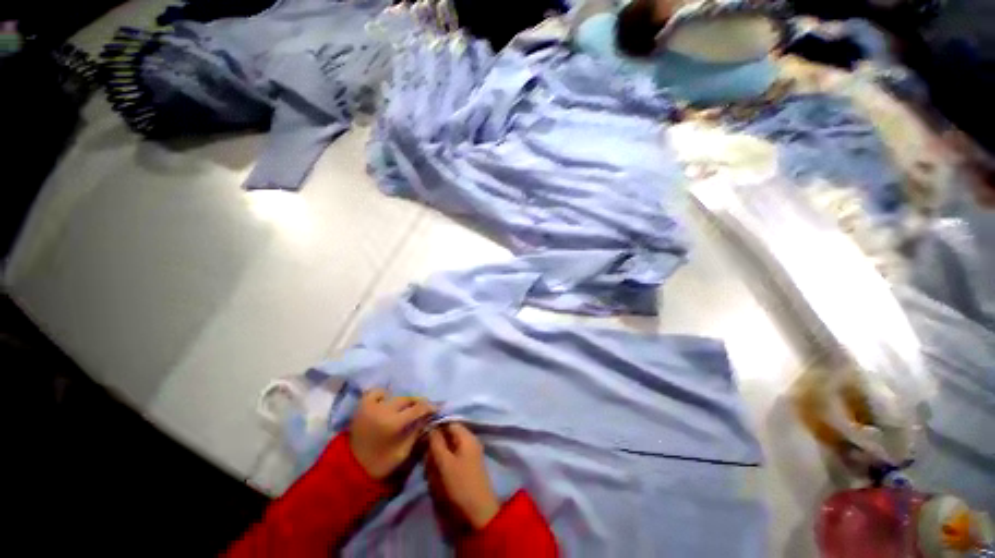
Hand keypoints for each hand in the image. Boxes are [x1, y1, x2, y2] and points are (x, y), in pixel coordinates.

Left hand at [349, 388, 435, 479]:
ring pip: (394, 395)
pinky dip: (384, 395)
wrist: (352, 467)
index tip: (436, 408)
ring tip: (405, 408)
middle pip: (407, 399)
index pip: (418, 408)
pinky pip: (377, 392)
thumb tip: (428, 417)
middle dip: (417, 403)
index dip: (430, 406)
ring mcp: (371, 406)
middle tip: (423, 408)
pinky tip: (387, 404)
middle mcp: (383, 410)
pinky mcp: (362, 405)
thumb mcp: (404, 451)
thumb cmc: (381, 462)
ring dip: (402, 401)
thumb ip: (417, 431)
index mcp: (394, 424)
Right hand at [425, 423, 500, 529]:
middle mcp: (469, 441)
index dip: (435, 425)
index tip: (421, 432)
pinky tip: (436, 475)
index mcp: (467, 436)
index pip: (449, 422)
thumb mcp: (445, 462)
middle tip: (425, 455)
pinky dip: (442, 465)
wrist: (477, 513)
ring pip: (447, 448)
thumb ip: (436, 442)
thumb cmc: (461, 484)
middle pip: (448, 435)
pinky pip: (450, 459)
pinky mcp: (465, 467)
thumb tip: (430, 426)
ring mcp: (468, 454)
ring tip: (430, 468)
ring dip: (437, 456)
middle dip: (435, 444)